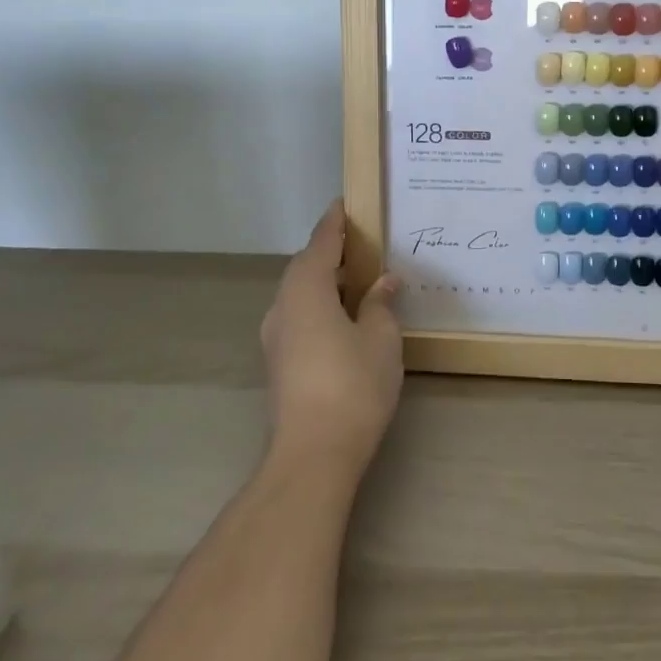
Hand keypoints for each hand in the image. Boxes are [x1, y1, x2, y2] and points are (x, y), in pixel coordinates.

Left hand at [259, 200, 403, 479]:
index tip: (347, 203)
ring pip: (299, 293)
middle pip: (305, 266)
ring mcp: (276, 337)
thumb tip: (384, 281)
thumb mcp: (380, 338)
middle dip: (331, 251)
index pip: (321, 242)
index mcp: (306, 289)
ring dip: (325, 279)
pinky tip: (344, 316)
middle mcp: (283, 306)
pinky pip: (299, 315)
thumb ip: (380, 303)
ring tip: (358, 277)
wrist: (312, 456)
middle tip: (363, 241)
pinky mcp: (279, 363)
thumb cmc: (352, 385)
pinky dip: (319, 303)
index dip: (336, 221)